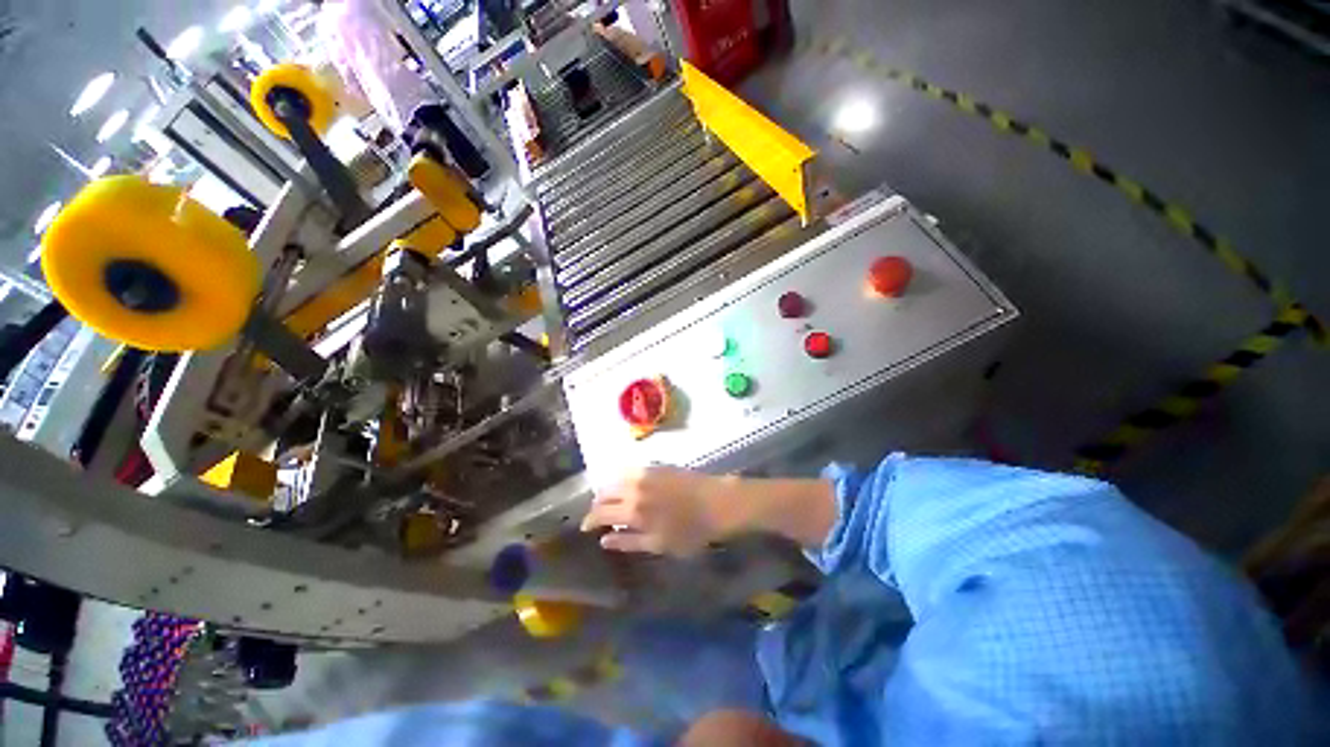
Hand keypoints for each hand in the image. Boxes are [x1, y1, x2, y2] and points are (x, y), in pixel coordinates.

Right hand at [580, 466, 737, 556]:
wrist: (717, 502)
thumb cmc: (691, 531)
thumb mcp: (659, 545)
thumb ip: (629, 542)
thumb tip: (604, 540)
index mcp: (633, 511)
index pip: (600, 513)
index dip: (590, 520)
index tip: (586, 527)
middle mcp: (634, 488)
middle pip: (605, 493)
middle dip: (597, 504)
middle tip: (599, 514)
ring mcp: (645, 474)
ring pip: (616, 478)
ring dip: (609, 489)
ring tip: (611, 500)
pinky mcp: (657, 466)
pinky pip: (631, 469)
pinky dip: (623, 478)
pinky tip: (628, 485)